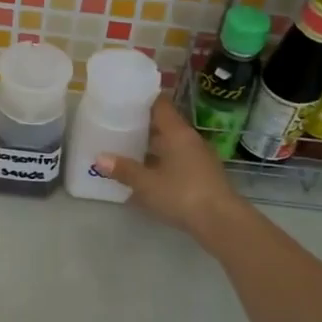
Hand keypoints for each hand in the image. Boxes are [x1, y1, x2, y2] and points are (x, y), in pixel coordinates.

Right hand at [95, 96, 245, 243]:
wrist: (221, 221)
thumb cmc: (182, 195)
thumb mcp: (147, 184)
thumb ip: (124, 169)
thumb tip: (99, 158)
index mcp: (177, 132)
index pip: (160, 104)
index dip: (143, 99)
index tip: (124, 100)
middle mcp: (190, 139)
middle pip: (165, 125)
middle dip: (143, 126)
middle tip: (118, 126)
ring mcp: (200, 157)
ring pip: (172, 144)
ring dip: (153, 146)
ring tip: (128, 149)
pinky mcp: (204, 175)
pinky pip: (179, 160)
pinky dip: (163, 162)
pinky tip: (148, 173)